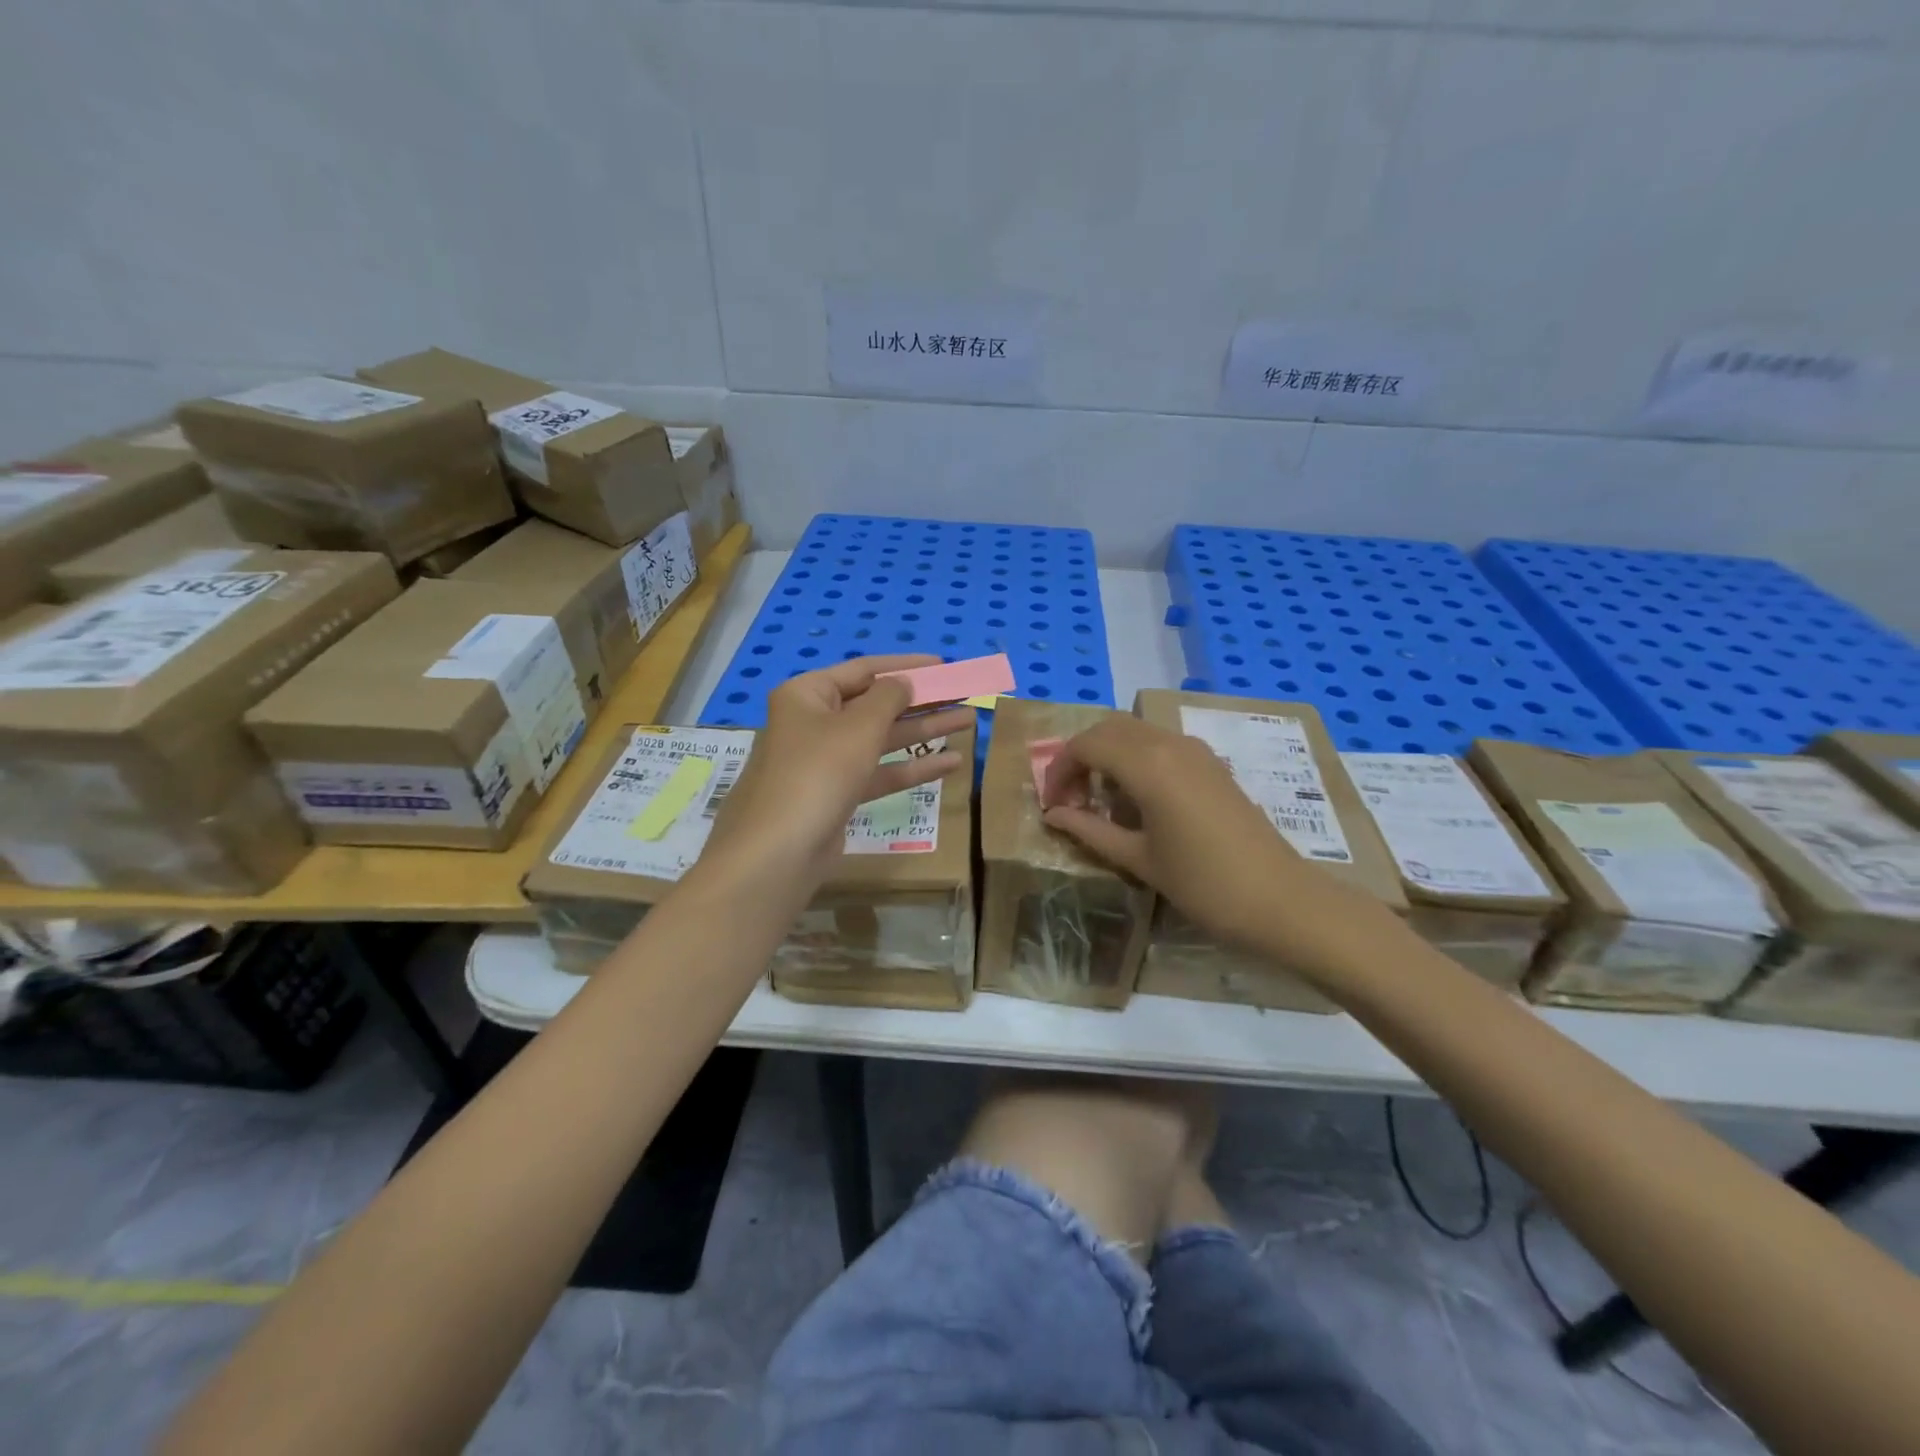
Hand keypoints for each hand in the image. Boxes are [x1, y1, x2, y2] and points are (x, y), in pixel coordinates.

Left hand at [701, 655, 969, 894]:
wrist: (780, 851)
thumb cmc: (818, 772)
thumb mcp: (859, 727)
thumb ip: (889, 698)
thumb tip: (904, 683)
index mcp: (807, 695)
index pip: (863, 669)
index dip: (905, 666)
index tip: (943, 665)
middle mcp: (814, 722)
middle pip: (875, 704)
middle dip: (921, 701)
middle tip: (963, 694)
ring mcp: (825, 761)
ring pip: (881, 739)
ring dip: (924, 732)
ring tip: (969, 721)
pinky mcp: (838, 795)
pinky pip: (879, 772)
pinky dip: (911, 767)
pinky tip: (952, 763)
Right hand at [1039, 714, 1394, 966]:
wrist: (1280, 899)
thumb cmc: (1203, 884)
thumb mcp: (1138, 859)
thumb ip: (1090, 830)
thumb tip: (1052, 815)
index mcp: (1147, 764)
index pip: (1085, 745)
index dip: (1059, 770)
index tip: (1052, 804)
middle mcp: (1169, 743)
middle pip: (1108, 729)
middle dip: (1080, 756)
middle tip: (1070, 798)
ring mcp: (1195, 750)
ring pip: (1136, 732)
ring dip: (1108, 755)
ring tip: (1100, 800)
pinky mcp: (1212, 763)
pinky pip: (1161, 744)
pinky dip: (1136, 758)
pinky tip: (1138, 799)